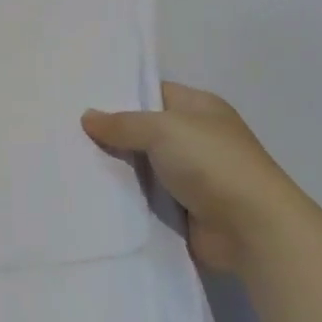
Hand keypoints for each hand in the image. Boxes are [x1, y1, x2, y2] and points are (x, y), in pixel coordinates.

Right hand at [82, 82, 304, 271]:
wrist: (253, 230)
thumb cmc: (212, 163)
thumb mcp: (162, 129)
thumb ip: (122, 123)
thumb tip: (87, 117)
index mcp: (199, 107)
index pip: (153, 92)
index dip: (120, 94)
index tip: (82, 98)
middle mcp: (197, 137)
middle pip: (144, 130)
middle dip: (112, 133)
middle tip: (69, 130)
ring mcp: (192, 175)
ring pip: (143, 165)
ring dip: (118, 168)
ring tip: (72, 161)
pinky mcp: (185, 208)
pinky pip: (147, 196)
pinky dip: (127, 196)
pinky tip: (93, 192)